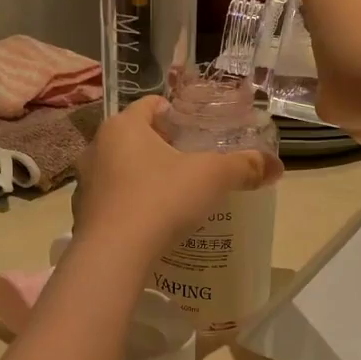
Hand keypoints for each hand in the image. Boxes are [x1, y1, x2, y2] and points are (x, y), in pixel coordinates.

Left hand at [72, 97, 280, 261]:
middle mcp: (97, 147)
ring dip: (143, 177)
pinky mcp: (83, 214)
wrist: (115, 254)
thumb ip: (245, 166)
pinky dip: (130, 205)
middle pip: (135, 138)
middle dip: (161, 148)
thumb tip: (277, 166)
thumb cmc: (162, 199)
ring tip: (172, 194)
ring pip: (121, 170)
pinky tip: (151, 222)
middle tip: (191, 163)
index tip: (195, 131)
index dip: (175, 114)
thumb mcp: (213, 177)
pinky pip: (112, 201)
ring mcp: (86, 182)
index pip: (150, 105)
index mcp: (123, 126)